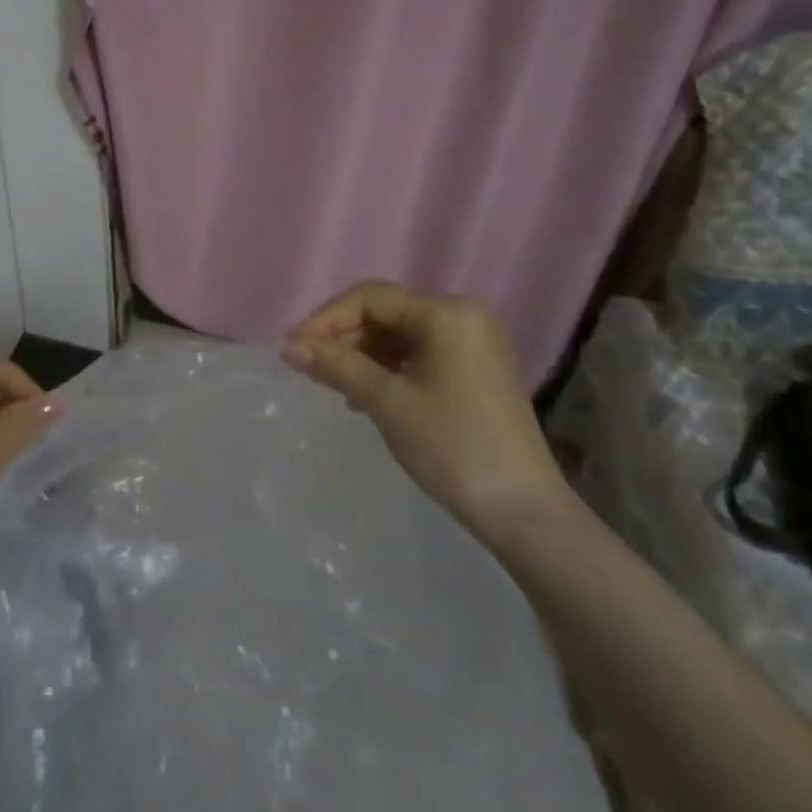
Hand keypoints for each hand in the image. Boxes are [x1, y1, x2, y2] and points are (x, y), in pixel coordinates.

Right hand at [282, 281, 567, 547]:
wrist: (524, 513)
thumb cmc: (452, 447)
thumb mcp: (387, 402)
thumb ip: (336, 366)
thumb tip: (288, 347)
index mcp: (446, 313)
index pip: (371, 297)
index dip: (326, 319)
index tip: (294, 348)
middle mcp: (463, 315)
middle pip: (386, 312)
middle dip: (345, 338)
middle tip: (310, 368)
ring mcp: (473, 343)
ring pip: (401, 334)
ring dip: (364, 355)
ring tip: (336, 387)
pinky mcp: (476, 370)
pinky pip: (420, 354)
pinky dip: (389, 368)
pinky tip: (367, 396)